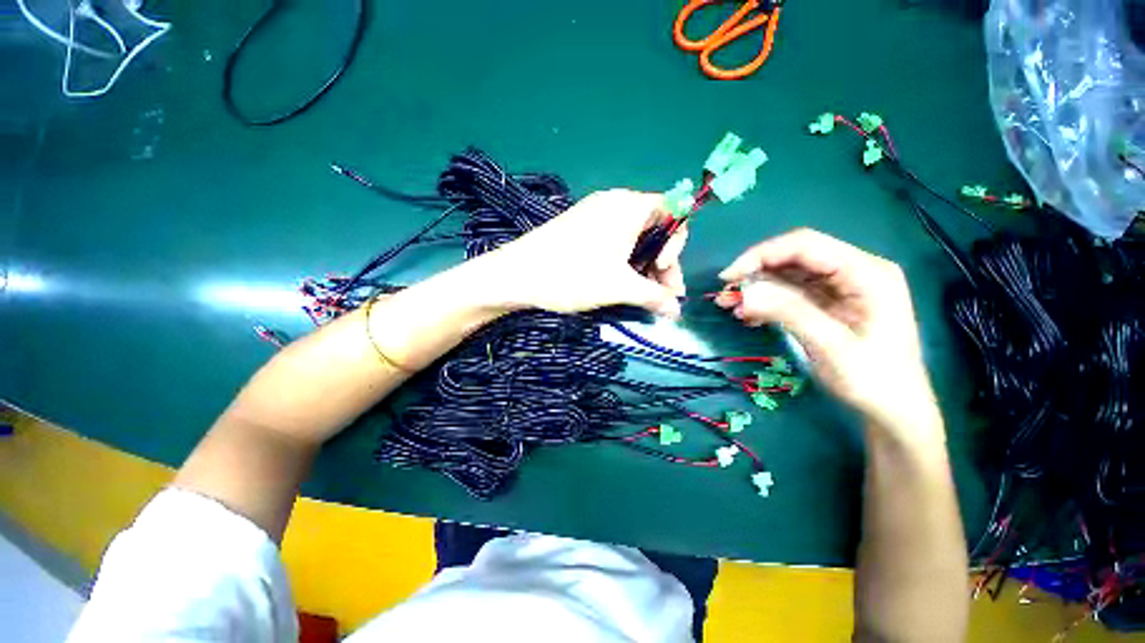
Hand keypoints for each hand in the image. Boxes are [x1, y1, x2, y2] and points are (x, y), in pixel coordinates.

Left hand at [481, 189, 687, 316]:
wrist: (515, 275)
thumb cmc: (571, 274)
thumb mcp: (618, 287)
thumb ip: (654, 296)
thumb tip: (676, 311)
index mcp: (629, 206)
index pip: (672, 213)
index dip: (675, 244)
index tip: (662, 271)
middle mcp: (615, 204)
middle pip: (654, 230)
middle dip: (662, 265)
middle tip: (661, 298)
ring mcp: (596, 216)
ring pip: (633, 241)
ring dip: (643, 269)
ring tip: (642, 298)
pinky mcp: (582, 231)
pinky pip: (614, 244)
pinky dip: (624, 265)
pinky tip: (621, 287)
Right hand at [716, 229, 941, 446]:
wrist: (895, 410)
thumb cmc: (873, 380)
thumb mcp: (830, 346)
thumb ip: (788, 312)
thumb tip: (743, 294)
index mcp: (866, 273)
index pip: (805, 245)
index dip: (761, 255)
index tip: (728, 278)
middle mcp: (855, 271)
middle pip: (795, 257)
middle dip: (756, 272)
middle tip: (726, 295)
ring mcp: (842, 287)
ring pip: (789, 274)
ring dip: (757, 288)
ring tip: (731, 307)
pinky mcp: (830, 302)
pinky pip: (791, 292)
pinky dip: (767, 301)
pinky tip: (749, 316)